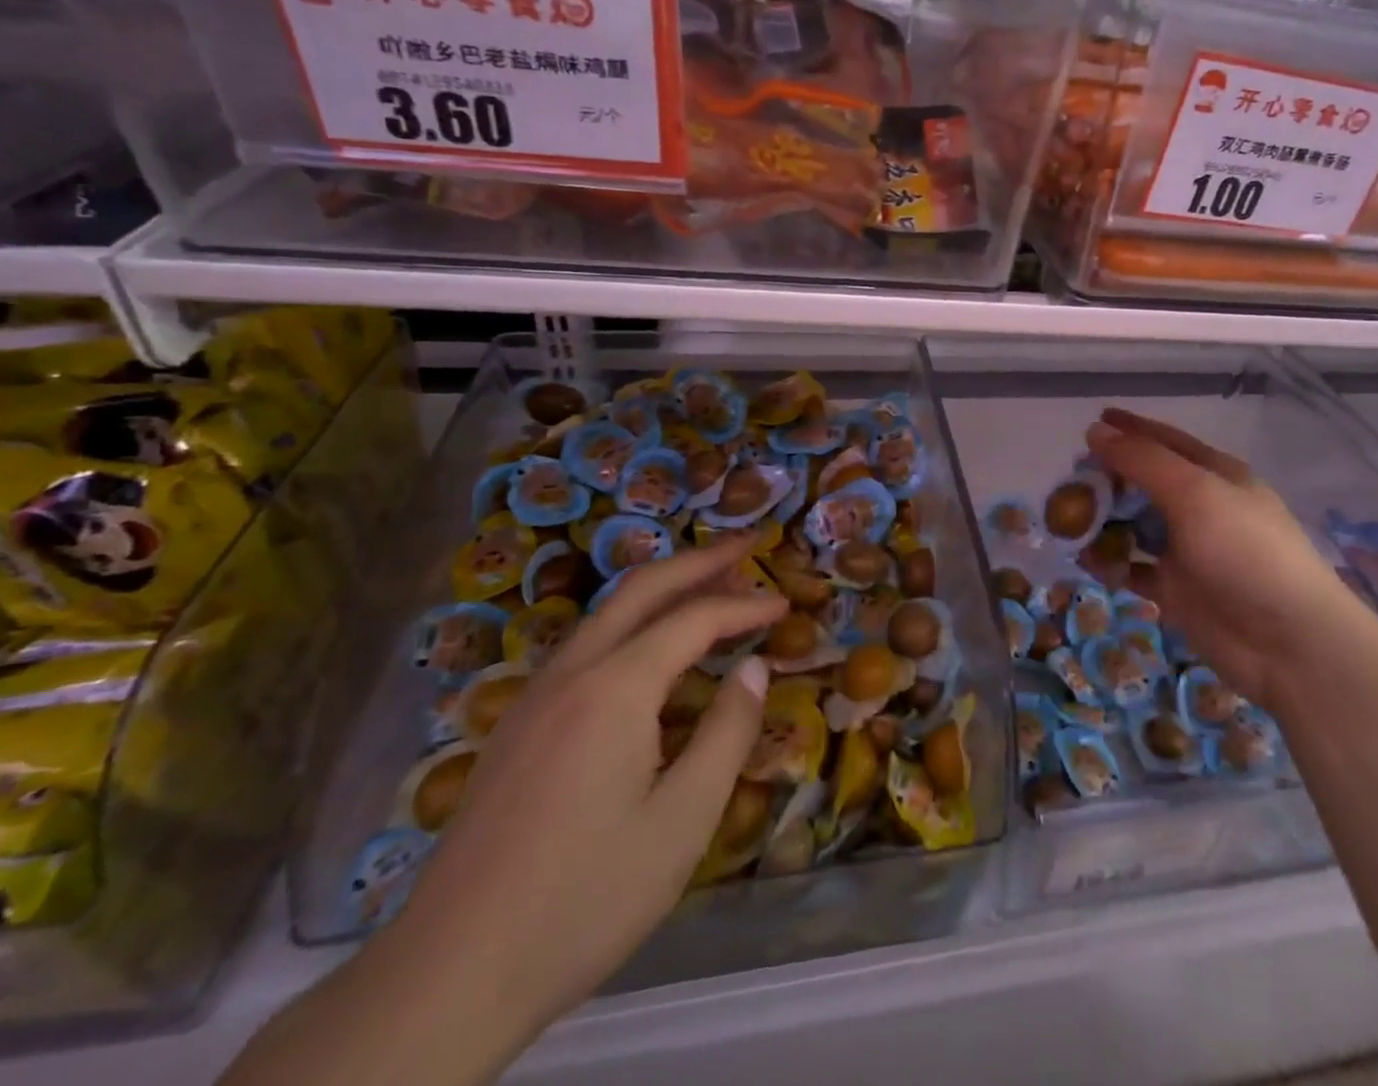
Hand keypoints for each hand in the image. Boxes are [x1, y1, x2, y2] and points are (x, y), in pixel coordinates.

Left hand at [369, 538, 785, 1053]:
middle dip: (699, 560)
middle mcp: (571, 674)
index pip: (693, 619)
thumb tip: (754, 669)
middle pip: (641, 589)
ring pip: (606, 613)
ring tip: (708, 586)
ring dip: (662, 589)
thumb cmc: (583, 899)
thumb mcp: (682, 823)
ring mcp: (534, 698)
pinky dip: (632, 624)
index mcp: (614, 689)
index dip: (744, 606)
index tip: (785, 604)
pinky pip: (585, 647)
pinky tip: (649, 654)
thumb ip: (727, 734)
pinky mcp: (517, 727)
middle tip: (747, 544)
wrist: (446, 978)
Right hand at [1087, 408, 1369, 712]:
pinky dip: (1110, 563)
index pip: (1165, 441)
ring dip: (1104, 520)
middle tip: (1068, 480)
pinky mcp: (1177, 590)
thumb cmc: (1245, 552)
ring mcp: (1189, 551)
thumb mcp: (1194, 492)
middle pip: (1145, 482)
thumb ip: (1143, 460)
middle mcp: (1201, 508)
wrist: (1288, 643)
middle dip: (1109, 477)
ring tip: (1066, 520)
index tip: (1092, 421)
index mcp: (1215, 475)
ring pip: (1136, 525)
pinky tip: (1086, 560)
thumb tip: (1096, 430)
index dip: (1130, 428)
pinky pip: (1134, 568)